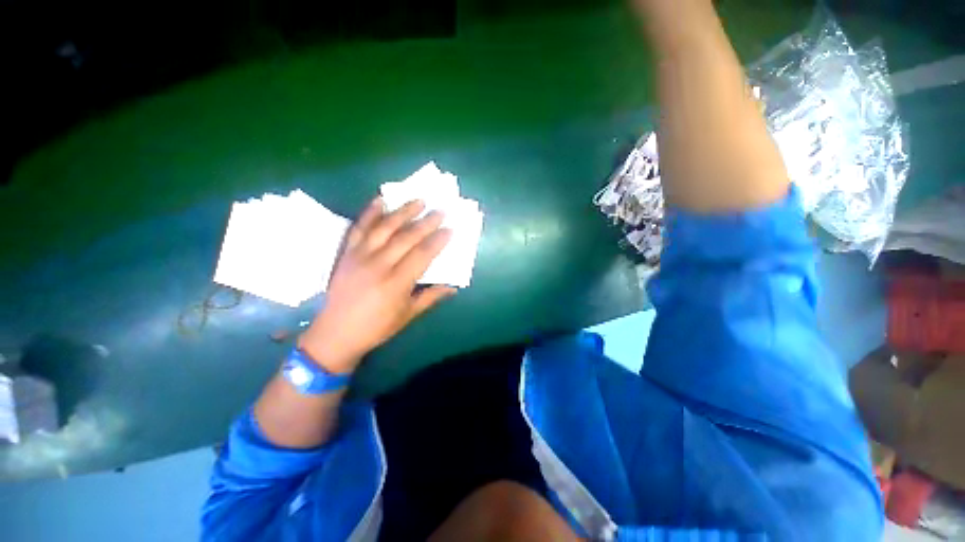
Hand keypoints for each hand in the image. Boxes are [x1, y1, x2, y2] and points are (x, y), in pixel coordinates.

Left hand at [298, 197, 454, 372]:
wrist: (335, 333)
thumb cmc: (376, 327)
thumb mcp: (408, 315)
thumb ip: (431, 297)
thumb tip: (453, 288)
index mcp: (396, 283)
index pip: (422, 255)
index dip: (438, 241)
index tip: (450, 229)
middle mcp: (379, 265)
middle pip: (406, 237)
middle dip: (426, 222)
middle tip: (440, 211)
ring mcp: (360, 256)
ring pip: (384, 227)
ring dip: (403, 212)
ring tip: (419, 200)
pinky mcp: (346, 253)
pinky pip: (358, 228)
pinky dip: (369, 212)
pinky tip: (380, 200)